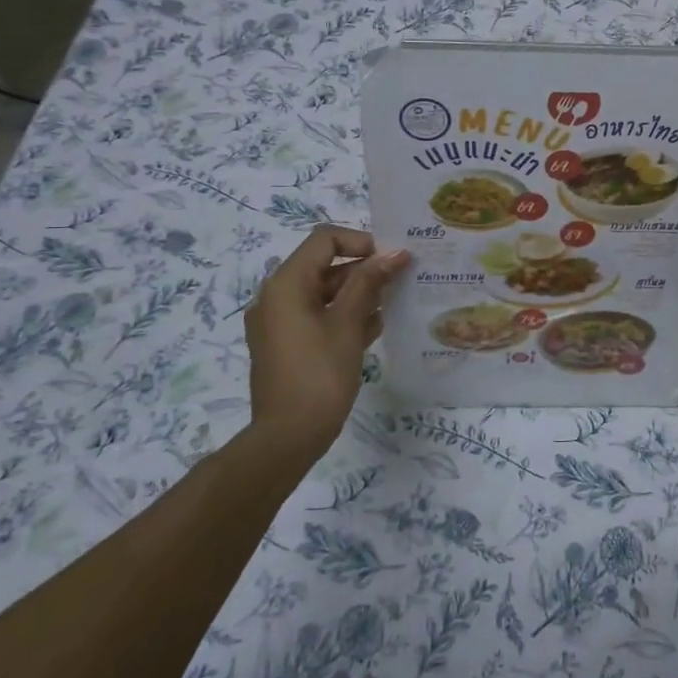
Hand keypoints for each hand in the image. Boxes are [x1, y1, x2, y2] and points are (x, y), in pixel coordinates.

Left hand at [245, 226, 408, 453]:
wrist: (287, 438)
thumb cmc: (319, 374)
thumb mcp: (348, 323)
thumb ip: (370, 282)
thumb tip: (395, 252)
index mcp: (286, 284)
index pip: (325, 239)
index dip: (360, 241)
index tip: (391, 260)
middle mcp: (277, 296)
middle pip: (325, 265)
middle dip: (364, 270)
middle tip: (400, 282)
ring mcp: (279, 323)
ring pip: (324, 293)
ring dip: (358, 294)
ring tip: (392, 305)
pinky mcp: (286, 345)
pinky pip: (317, 317)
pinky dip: (343, 316)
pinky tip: (374, 328)